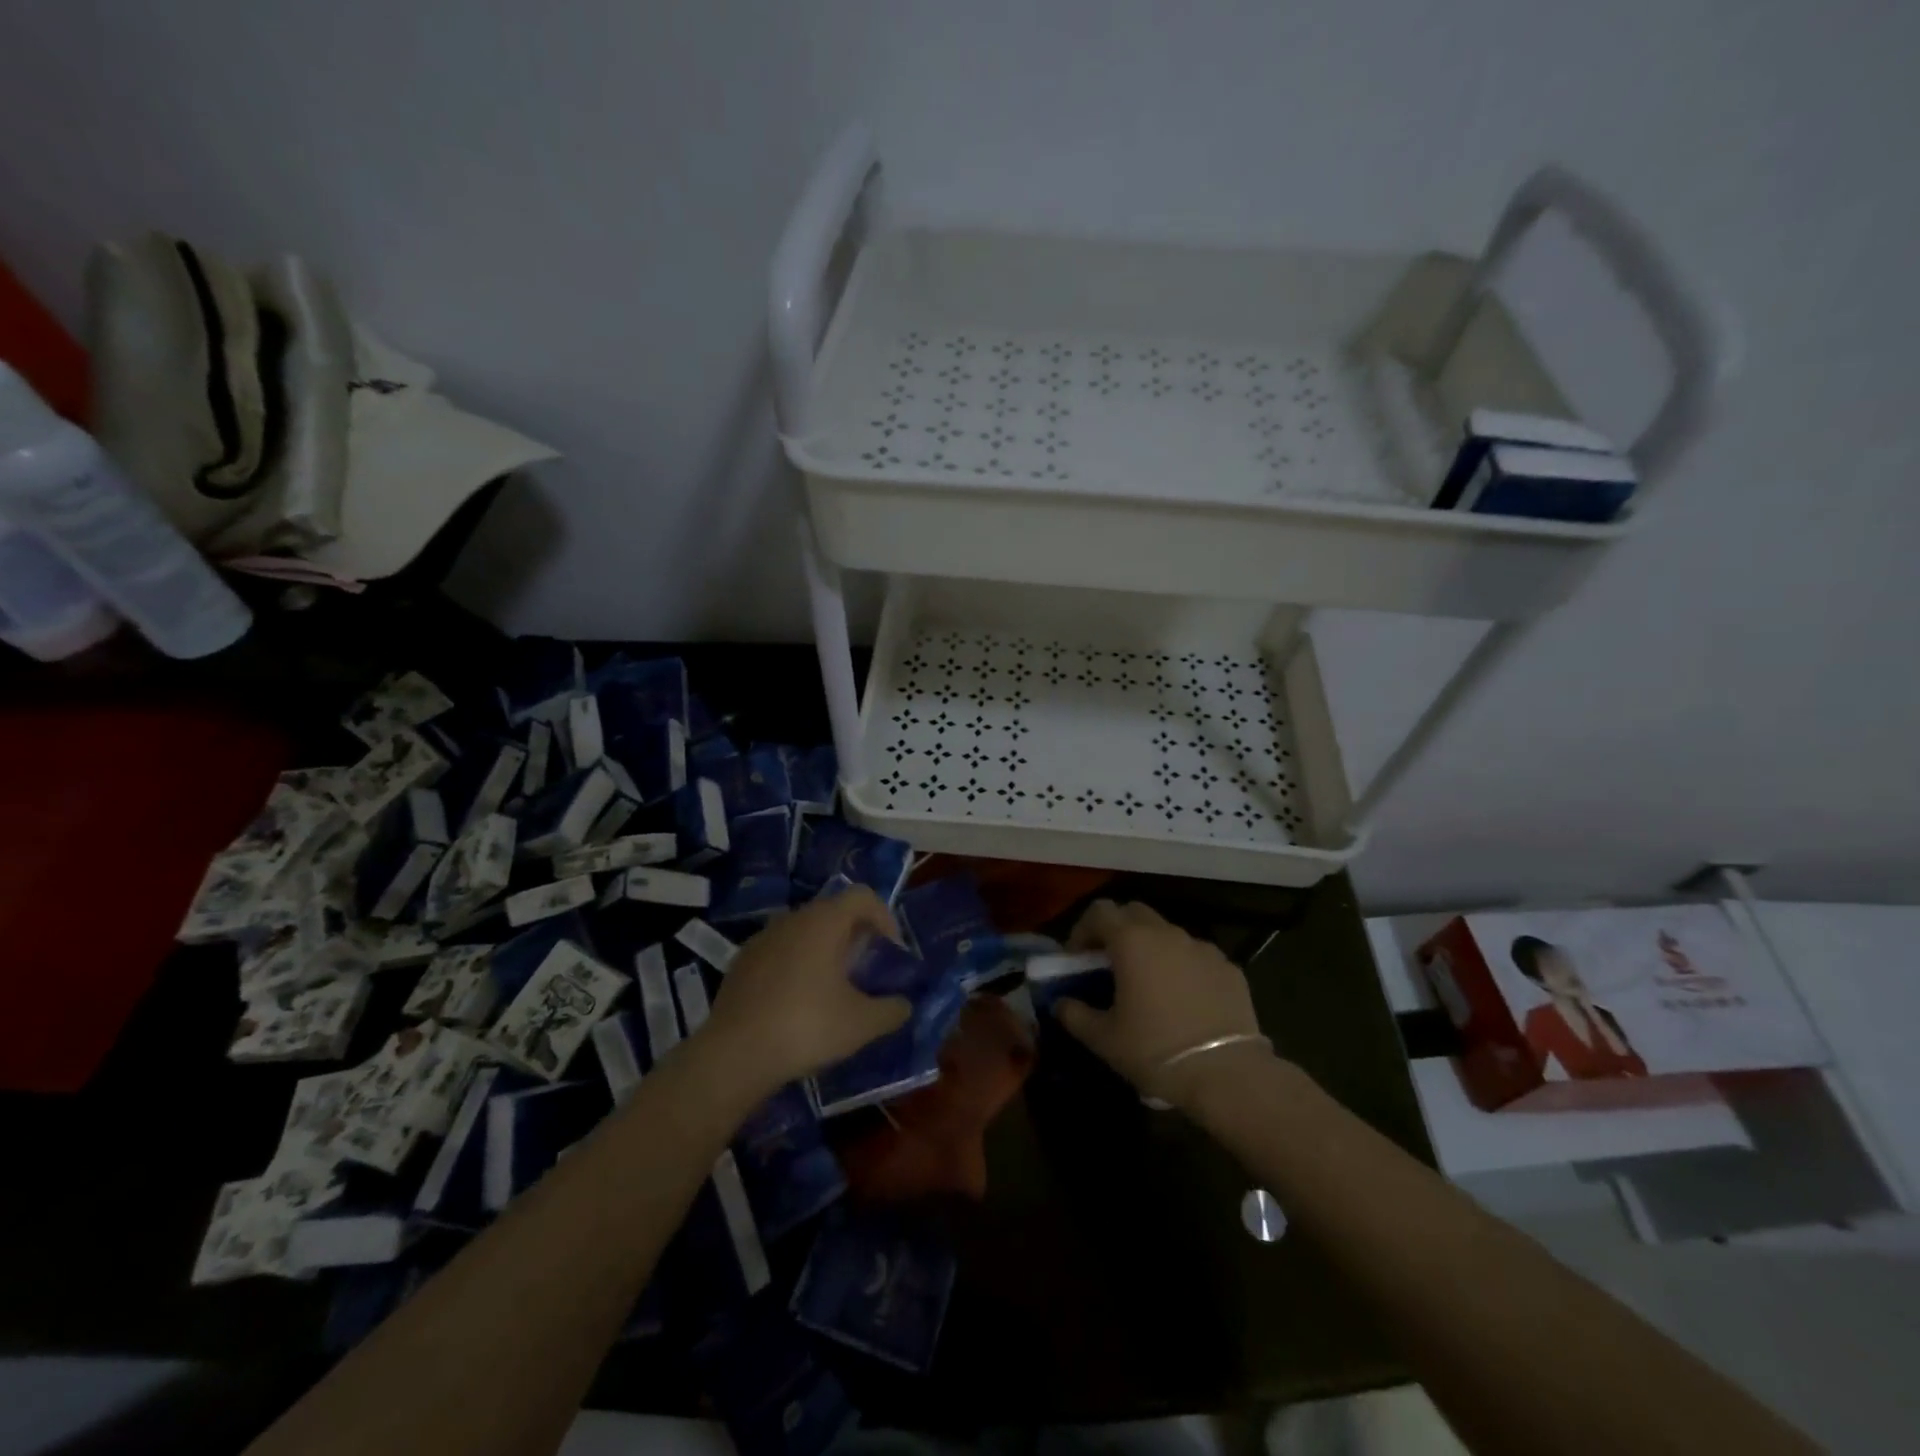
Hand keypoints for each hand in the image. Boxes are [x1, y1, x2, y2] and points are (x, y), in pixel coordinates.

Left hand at [704, 887, 910, 1092]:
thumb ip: (892, 1010)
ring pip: (805, 932)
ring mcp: (762, 938)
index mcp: (824, 921)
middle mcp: (792, 919)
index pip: (863, 896)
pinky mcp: (741, 962)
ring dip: (825, 952)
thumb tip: (904, 1005)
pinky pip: (780, 952)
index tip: (890, 952)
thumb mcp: (862, 1024)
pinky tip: (797, 1004)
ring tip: (833, 990)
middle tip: (865, 972)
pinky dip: (797, 966)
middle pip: (834, 912)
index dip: (885, 918)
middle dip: (855, 937)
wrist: (734, 1054)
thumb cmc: (806, 1026)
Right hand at [1056, 899, 1272, 1108]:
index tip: (1078, 959)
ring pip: (1167, 933)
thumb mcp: (1104, 1039)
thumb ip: (1075, 1014)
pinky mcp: (1229, 968)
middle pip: (1134, 913)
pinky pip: (1196, 956)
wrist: (1227, 1075)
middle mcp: (1167, 933)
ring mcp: (1202, 948)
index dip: (1083, 930)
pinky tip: (1183, 1000)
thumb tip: (1060, 1003)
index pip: (1099, 912)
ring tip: (1148, 985)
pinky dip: (1182, 967)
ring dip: (1151, 948)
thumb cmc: (1155, 1051)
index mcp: (1132, 941)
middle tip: (1110, 965)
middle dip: (1117, 931)